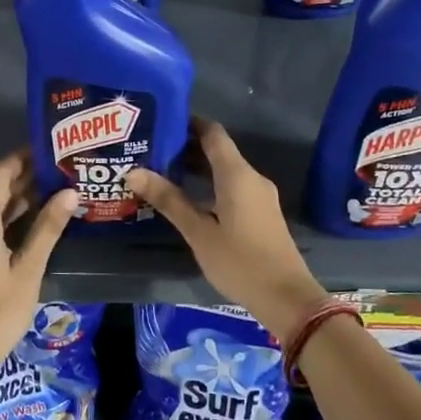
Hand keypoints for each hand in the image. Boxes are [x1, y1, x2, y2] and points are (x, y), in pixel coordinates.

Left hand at [0, 151, 76, 389]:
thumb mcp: (28, 270)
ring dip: (17, 201)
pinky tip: (33, 225)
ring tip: (54, 192)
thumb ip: (47, 229)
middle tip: (60, 170)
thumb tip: (70, 193)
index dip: (20, 159)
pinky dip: (7, 221)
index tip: (47, 149)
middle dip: (24, 179)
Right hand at [126, 119, 325, 334]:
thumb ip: (169, 200)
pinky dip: (210, 185)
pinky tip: (188, 199)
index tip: (160, 123)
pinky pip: (233, 187)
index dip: (188, 123)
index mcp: (237, 175)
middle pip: (218, 151)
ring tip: (161, 173)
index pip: (212, 133)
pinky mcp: (261, 213)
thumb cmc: (240, 262)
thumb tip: (134, 172)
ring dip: (197, 169)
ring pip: (225, 171)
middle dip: (186, 148)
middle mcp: (251, 178)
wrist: (286, 296)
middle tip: (151, 150)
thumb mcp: (199, 232)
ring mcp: (259, 196)